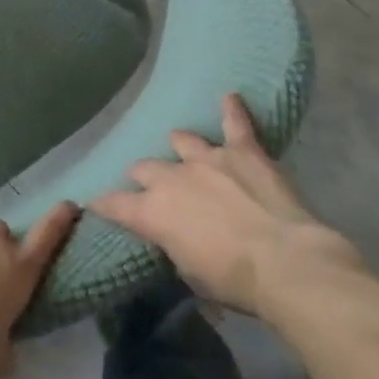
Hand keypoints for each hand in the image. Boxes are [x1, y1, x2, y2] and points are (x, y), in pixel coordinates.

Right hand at [91, 93, 361, 316]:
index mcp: (153, 212)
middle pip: (145, 168)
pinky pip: (235, 123)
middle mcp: (172, 177)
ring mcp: (207, 158)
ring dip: (179, 146)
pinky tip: (230, 97)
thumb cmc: (234, 281)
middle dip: (142, 175)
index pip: (114, 204)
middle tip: (147, 184)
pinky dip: (232, 110)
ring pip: (182, 141)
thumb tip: (177, 242)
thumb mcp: (192, 276)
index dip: (102, 204)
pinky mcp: (243, 151)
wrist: (285, 262)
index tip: (93, 203)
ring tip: (181, 147)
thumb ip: (176, 249)